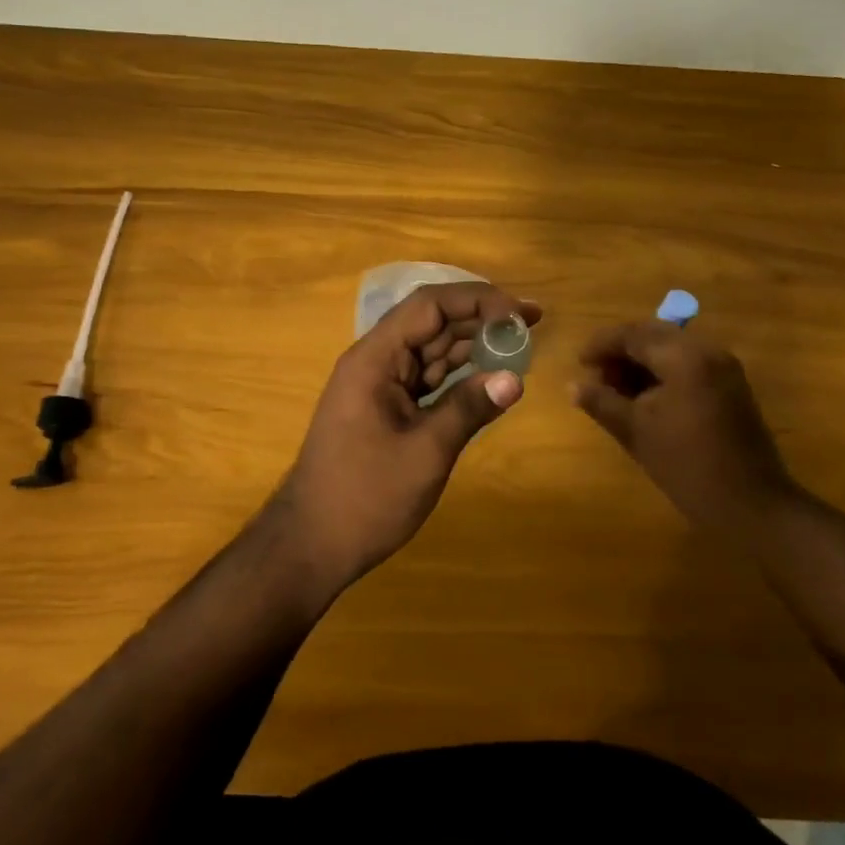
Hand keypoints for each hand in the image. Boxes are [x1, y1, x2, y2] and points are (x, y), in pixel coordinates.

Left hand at [272, 282, 541, 591]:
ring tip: (520, 344)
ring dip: (474, 344)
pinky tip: (490, 376)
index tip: (520, 313)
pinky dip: (460, 374)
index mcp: (375, 359)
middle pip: (432, 323)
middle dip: (482, 317)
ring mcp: (380, 386)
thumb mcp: (425, 452)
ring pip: (432, 350)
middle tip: (533, 322)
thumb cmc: (365, 497)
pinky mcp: (387, 408)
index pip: (429, 306)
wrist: (312, 544)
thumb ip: (469, 408)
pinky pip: (428, 378)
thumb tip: (515, 378)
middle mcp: (376, 362)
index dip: (477, 299)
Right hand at [571, 321, 799, 532]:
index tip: (578, 363)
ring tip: (615, 390)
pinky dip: (662, 373)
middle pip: (653, 335)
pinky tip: (644, 398)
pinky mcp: (730, 386)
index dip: (601, 345)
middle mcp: (707, 351)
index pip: (633, 334)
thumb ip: (602, 402)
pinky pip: (688, 365)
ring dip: (641, 362)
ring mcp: (723, 367)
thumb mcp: (636, 432)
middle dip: (621, 351)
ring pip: (671, 349)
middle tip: (596, 376)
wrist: (751, 504)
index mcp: (684, 356)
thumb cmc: (687, 466)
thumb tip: (573, 385)